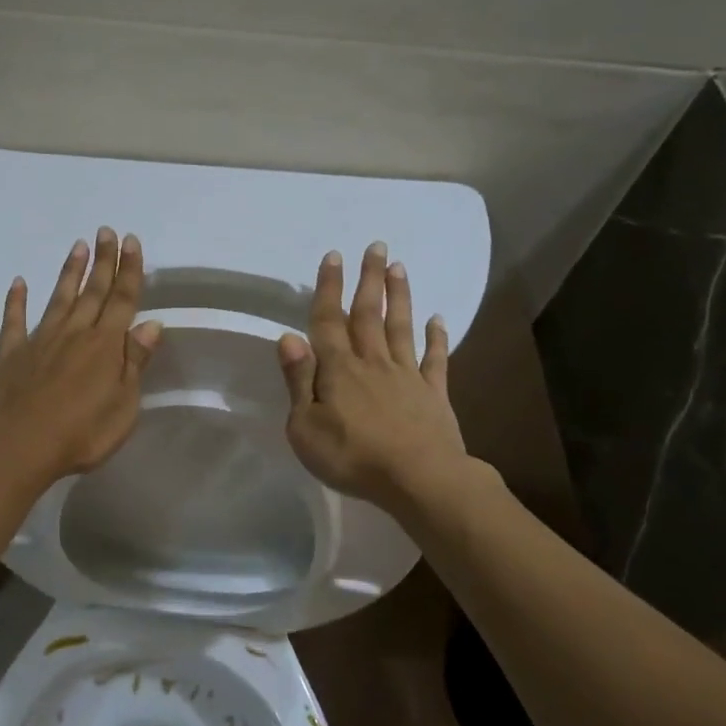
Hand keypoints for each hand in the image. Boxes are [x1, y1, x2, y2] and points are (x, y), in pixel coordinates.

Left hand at [0, 227, 162, 483]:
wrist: (20, 444)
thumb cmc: (81, 433)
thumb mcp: (123, 405)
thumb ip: (135, 362)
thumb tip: (151, 324)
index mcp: (106, 346)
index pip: (122, 300)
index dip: (129, 270)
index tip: (131, 242)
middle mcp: (75, 333)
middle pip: (93, 291)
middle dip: (103, 261)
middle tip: (106, 231)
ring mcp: (41, 339)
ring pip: (59, 298)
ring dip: (70, 272)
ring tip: (77, 245)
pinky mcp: (13, 353)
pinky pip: (14, 320)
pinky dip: (16, 300)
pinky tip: (19, 282)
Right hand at [278, 242, 469, 511]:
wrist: (419, 480)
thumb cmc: (351, 456)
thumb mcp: (305, 427)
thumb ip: (298, 380)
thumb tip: (288, 337)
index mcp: (338, 369)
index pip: (329, 320)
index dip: (329, 287)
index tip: (334, 255)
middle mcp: (372, 362)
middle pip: (369, 313)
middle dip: (370, 279)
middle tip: (376, 246)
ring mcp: (406, 375)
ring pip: (401, 327)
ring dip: (400, 296)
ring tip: (399, 267)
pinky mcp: (433, 393)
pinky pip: (435, 359)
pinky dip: (437, 337)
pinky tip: (437, 319)